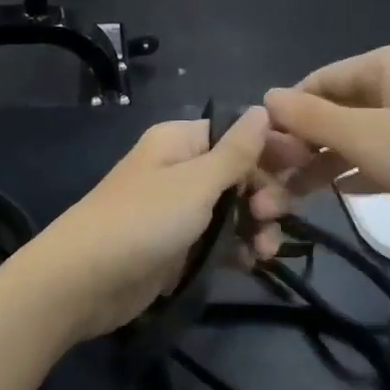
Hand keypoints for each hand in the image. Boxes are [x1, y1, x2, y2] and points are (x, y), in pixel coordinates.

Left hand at [7, 109, 275, 342]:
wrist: (84, 280)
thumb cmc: (144, 219)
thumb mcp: (196, 182)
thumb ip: (236, 151)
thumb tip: (262, 109)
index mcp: (180, 143)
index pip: (237, 134)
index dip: (272, 149)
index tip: (306, 167)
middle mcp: (179, 170)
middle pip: (239, 173)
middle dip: (264, 193)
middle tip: (271, 215)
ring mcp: (177, 211)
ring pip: (233, 210)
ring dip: (257, 226)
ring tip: (266, 249)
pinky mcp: (177, 247)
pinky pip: (218, 241)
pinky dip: (238, 249)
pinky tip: (254, 263)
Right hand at [251, 44, 389, 260]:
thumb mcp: (367, 136)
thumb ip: (311, 118)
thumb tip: (265, 98)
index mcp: (389, 63)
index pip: (318, 81)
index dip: (286, 115)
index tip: (260, 155)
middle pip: (336, 109)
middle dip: (303, 144)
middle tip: (274, 182)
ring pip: (357, 136)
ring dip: (324, 163)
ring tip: (292, 197)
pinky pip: (381, 156)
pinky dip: (357, 171)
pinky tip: (336, 194)